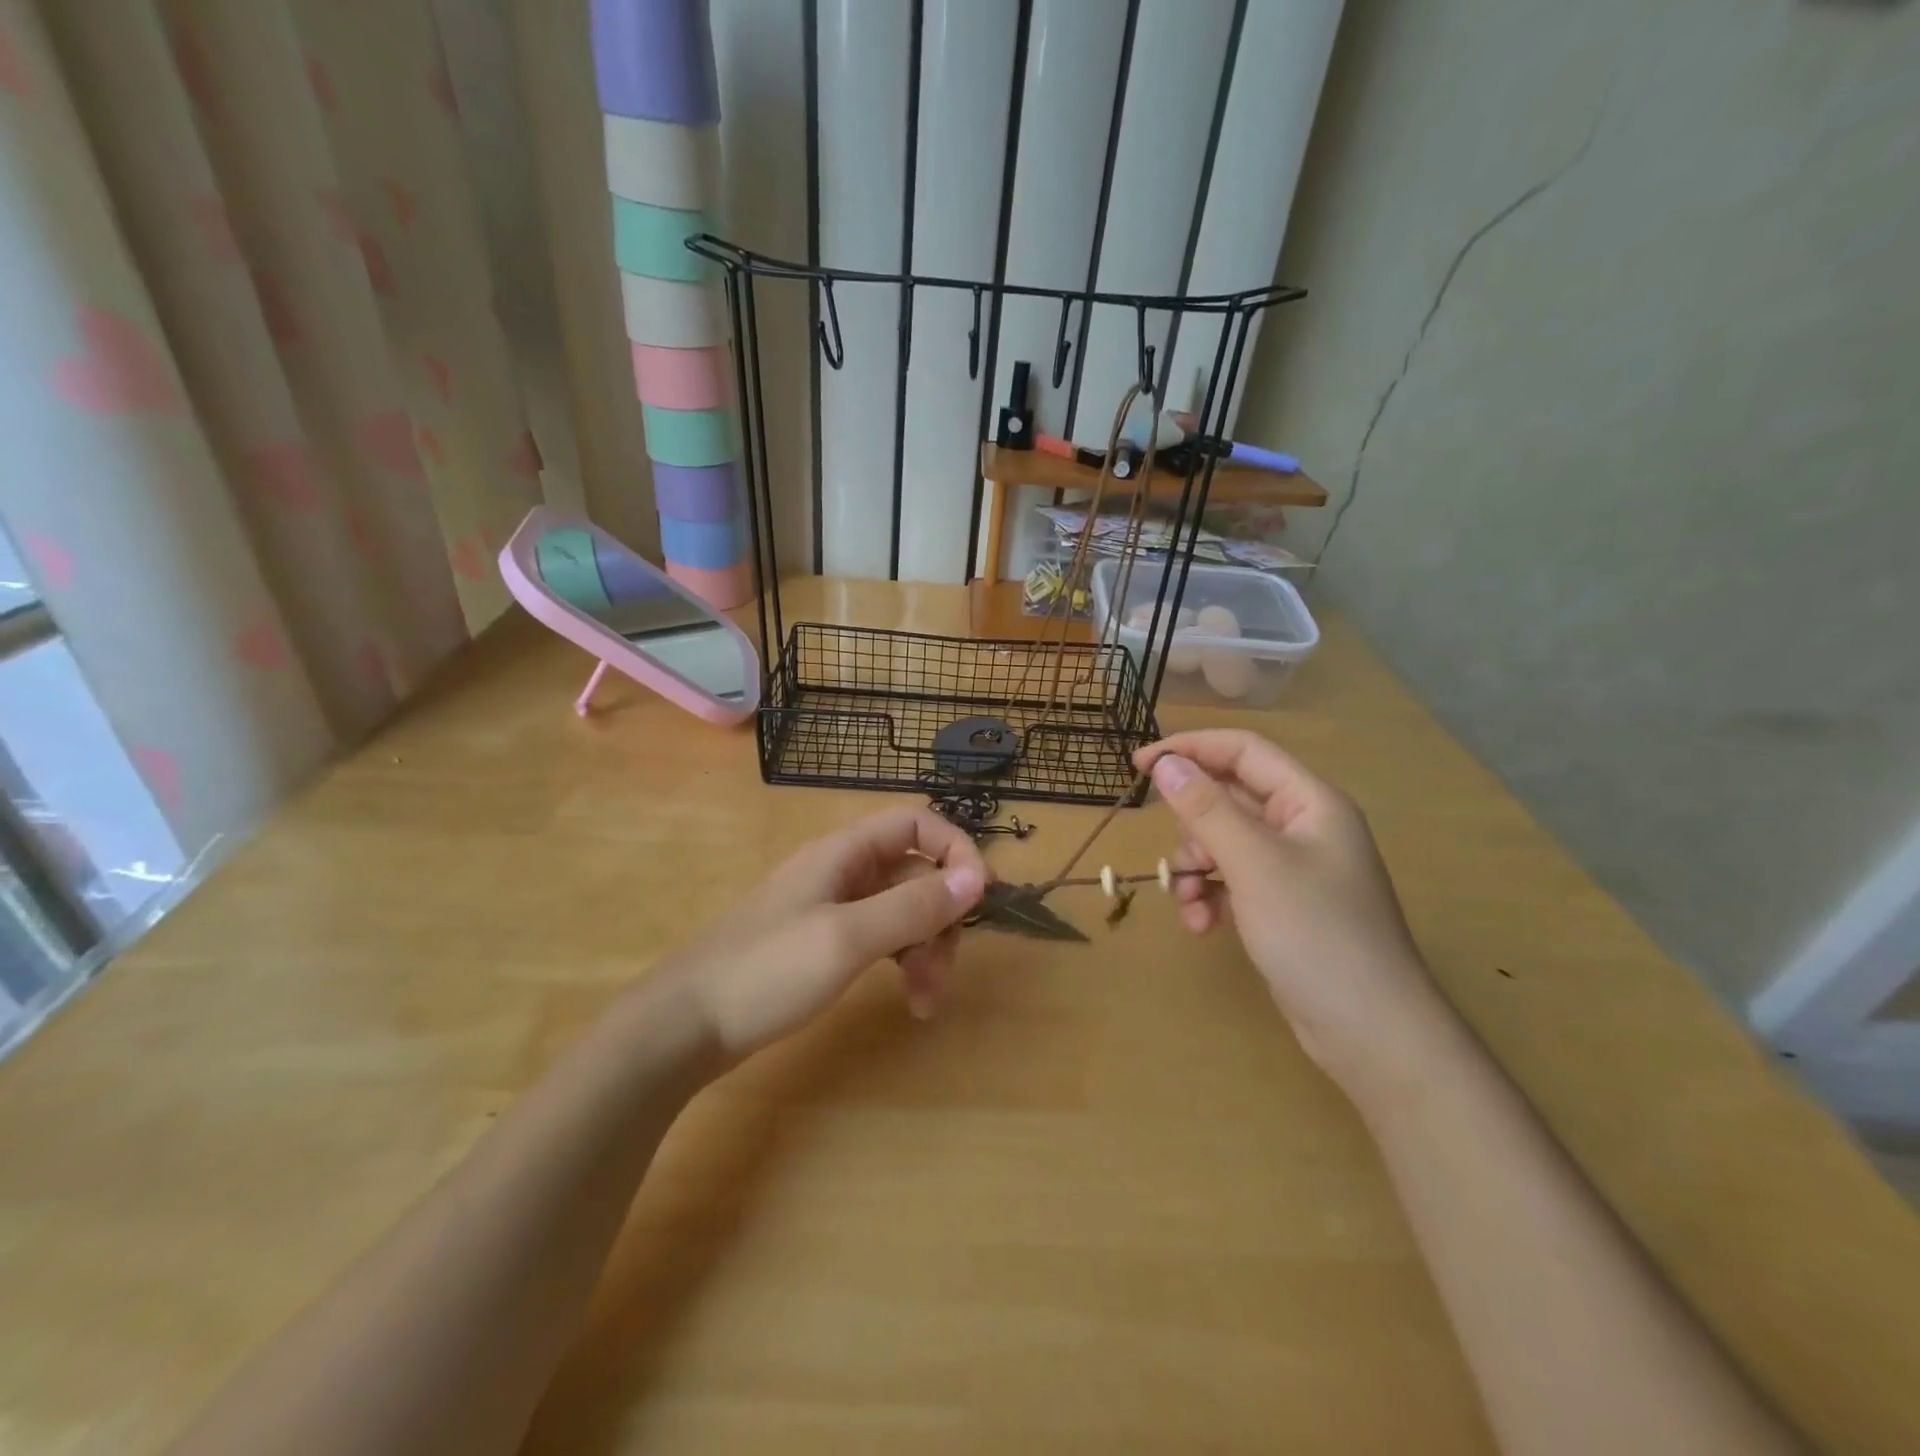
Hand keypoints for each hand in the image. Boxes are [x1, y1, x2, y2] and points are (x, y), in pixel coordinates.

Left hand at [670, 806, 987, 1060]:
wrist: (684, 1025)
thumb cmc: (766, 971)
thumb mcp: (848, 937)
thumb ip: (914, 906)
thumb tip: (979, 877)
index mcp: (845, 853)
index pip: (917, 823)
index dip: (956, 850)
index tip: (982, 896)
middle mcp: (843, 871)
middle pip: (916, 873)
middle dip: (942, 917)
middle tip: (944, 970)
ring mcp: (833, 908)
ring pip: (903, 910)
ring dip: (927, 947)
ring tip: (925, 999)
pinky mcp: (825, 942)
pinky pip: (882, 937)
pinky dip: (903, 962)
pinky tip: (908, 999)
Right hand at [1134, 731, 1449, 1090]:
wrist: (1372, 1033)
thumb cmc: (1317, 934)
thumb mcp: (1253, 864)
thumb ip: (1206, 809)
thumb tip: (1165, 764)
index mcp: (1309, 802)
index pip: (1242, 751)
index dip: (1189, 749)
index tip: (1140, 765)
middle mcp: (1302, 826)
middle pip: (1229, 799)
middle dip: (1193, 828)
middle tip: (1179, 858)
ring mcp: (1293, 868)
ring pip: (1224, 843)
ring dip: (1196, 868)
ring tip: (1190, 901)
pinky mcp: (1282, 905)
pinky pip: (1232, 881)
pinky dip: (1210, 895)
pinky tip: (1203, 924)